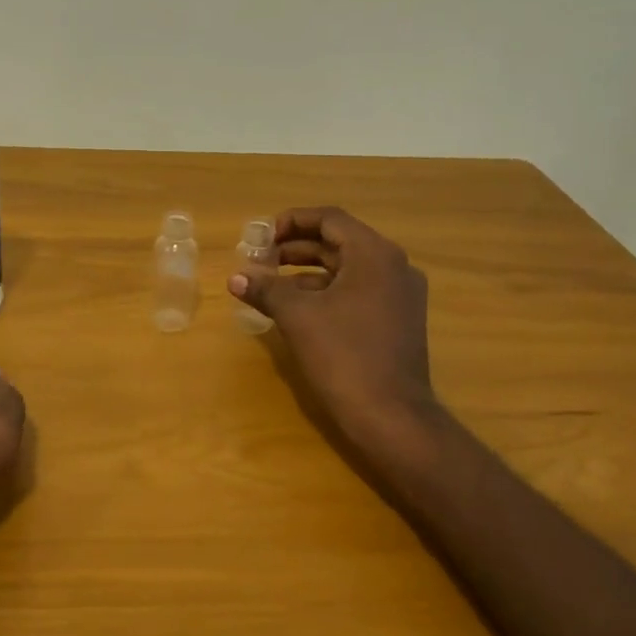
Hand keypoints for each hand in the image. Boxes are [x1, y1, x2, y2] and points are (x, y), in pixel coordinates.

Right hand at [229, 206, 439, 456]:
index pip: (330, 219)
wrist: (391, 416)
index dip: (291, 222)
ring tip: (270, 284)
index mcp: (374, 254)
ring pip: (347, 269)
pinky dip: (325, 292)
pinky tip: (297, 309)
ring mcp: (399, 295)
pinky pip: (357, 291)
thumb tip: (236, 277)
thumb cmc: (344, 356)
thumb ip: (266, 289)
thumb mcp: (298, 317)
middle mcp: (393, 266)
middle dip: (295, 248)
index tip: (261, 237)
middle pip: (338, 242)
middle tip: (260, 259)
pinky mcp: (397, 320)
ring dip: (307, 272)